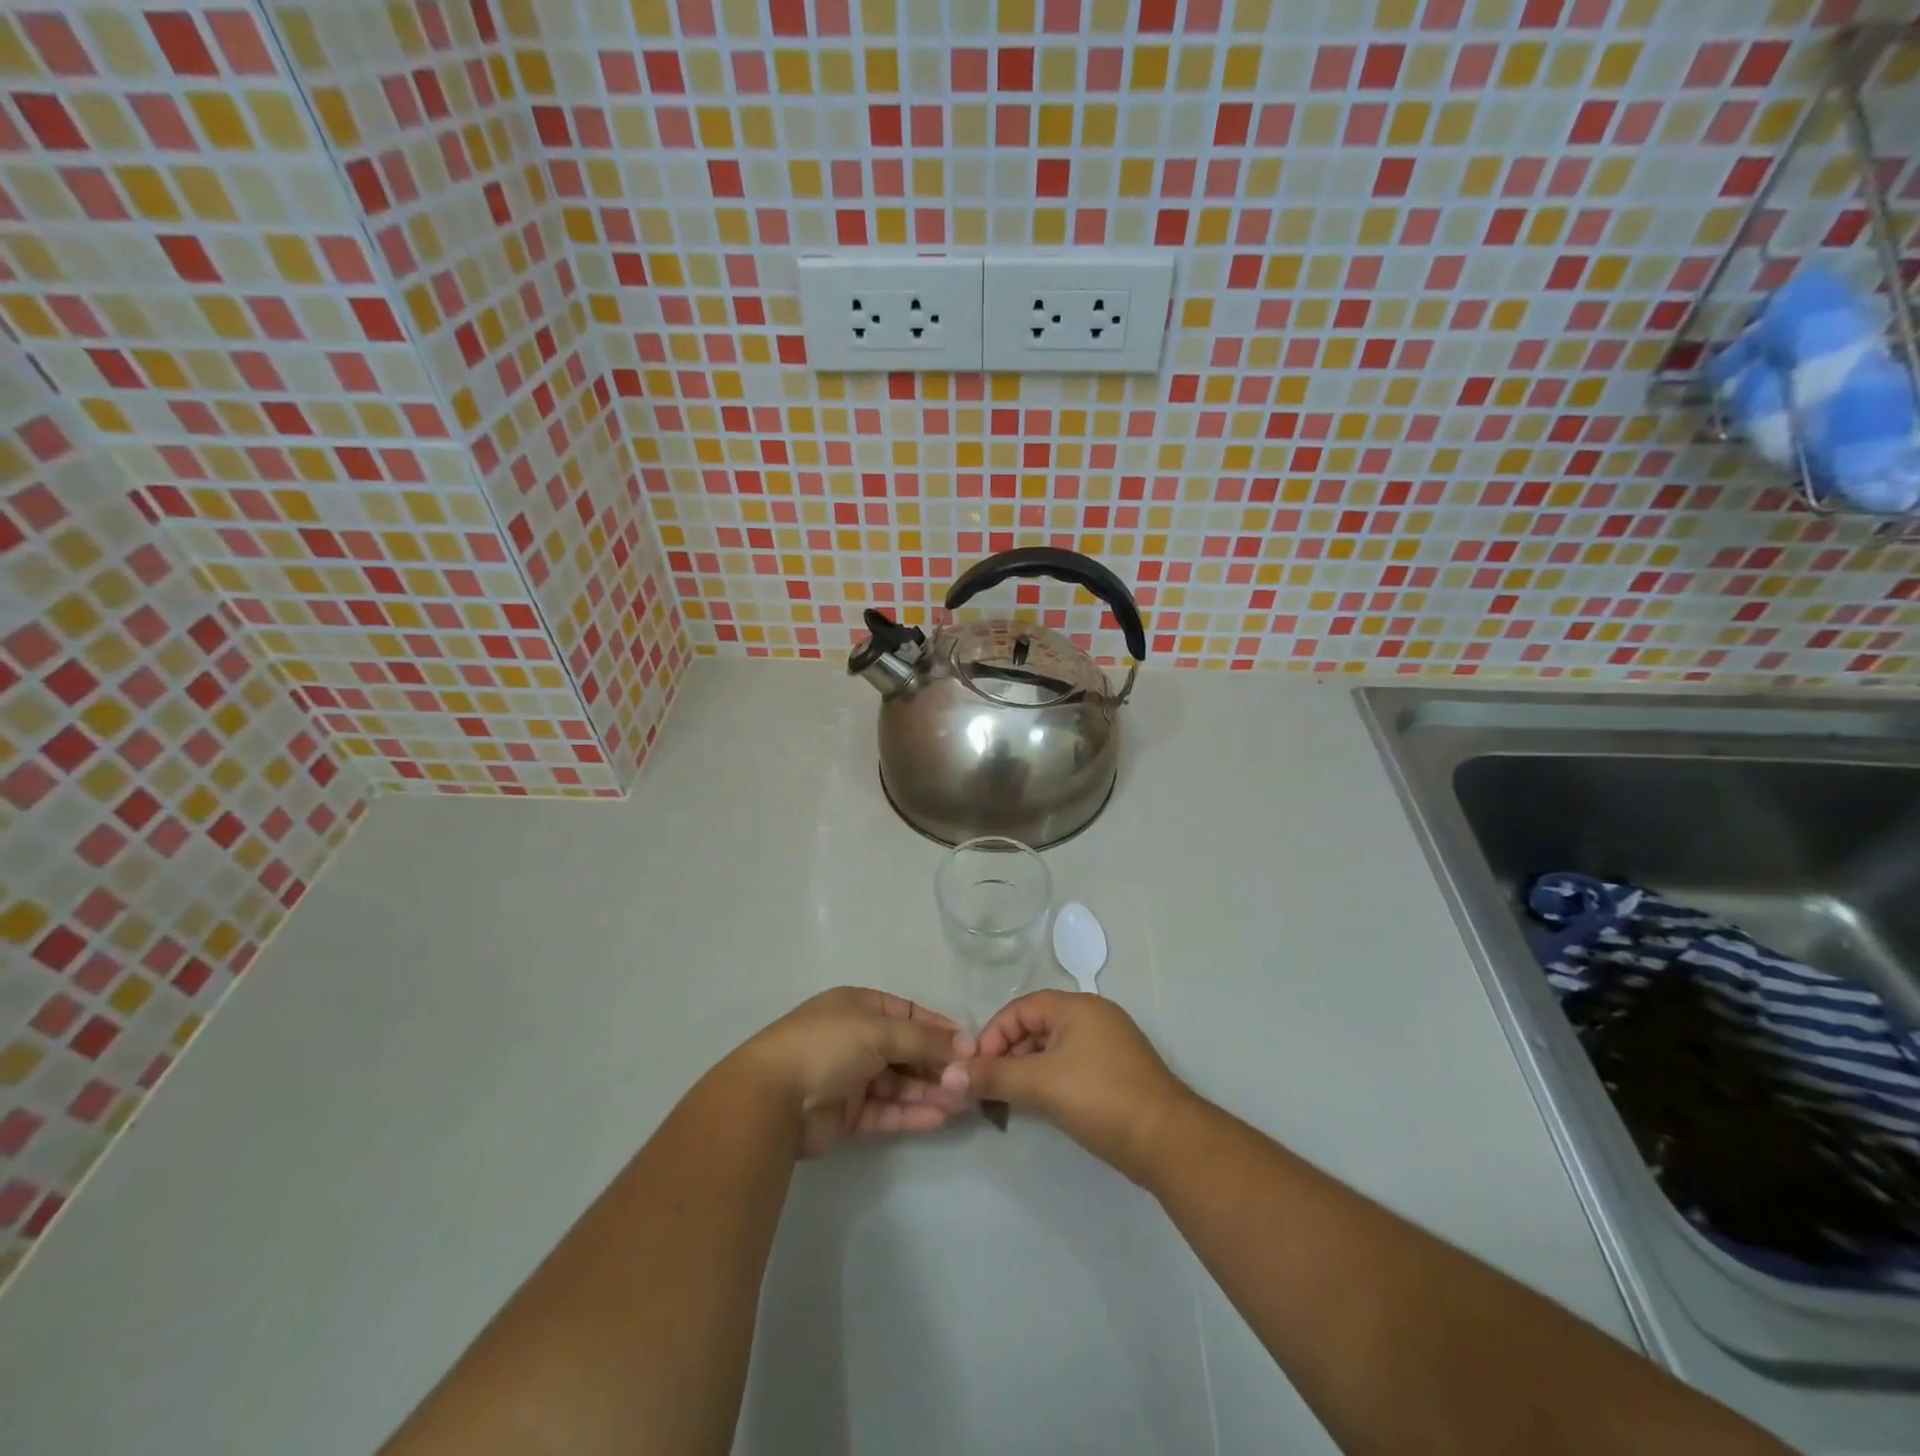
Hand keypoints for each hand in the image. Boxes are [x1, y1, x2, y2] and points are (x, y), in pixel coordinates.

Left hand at [736, 987, 975, 1157]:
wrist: (773, 1098)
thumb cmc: (827, 1046)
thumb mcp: (879, 1031)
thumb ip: (924, 1040)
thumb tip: (966, 1044)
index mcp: (859, 1007)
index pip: (909, 1013)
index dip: (938, 1028)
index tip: (969, 1046)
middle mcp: (856, 1038)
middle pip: (907, 1050)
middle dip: (937, 1064)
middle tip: (970, 1081)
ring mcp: (851, 1076)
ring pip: (899, 1082)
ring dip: (929, 1090)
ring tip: (962, 1102)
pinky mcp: (848, 1113)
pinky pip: (887, 1110)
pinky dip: (912, 1112)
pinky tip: (940, 1118)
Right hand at [942, 991, 1196, 1182]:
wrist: (1166, 1141)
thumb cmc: (1099, 1098)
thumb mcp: (1040, 1084)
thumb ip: (993, 1076)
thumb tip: (949, 1076)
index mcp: (1076, 1006)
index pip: (1020, 1008)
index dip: (993, 1035)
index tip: (976, 1069)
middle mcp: (1093, 1016)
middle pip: (1036, 1026)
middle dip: (1007, 1055)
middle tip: (989, 1088)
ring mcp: (1108, 1044)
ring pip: (1053, 1049)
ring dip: (1027, 1071)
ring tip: (1010, 1102)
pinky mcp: (1117, 1072)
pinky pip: (1071, 1066)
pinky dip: (1050, 1081)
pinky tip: (1040, 1107)